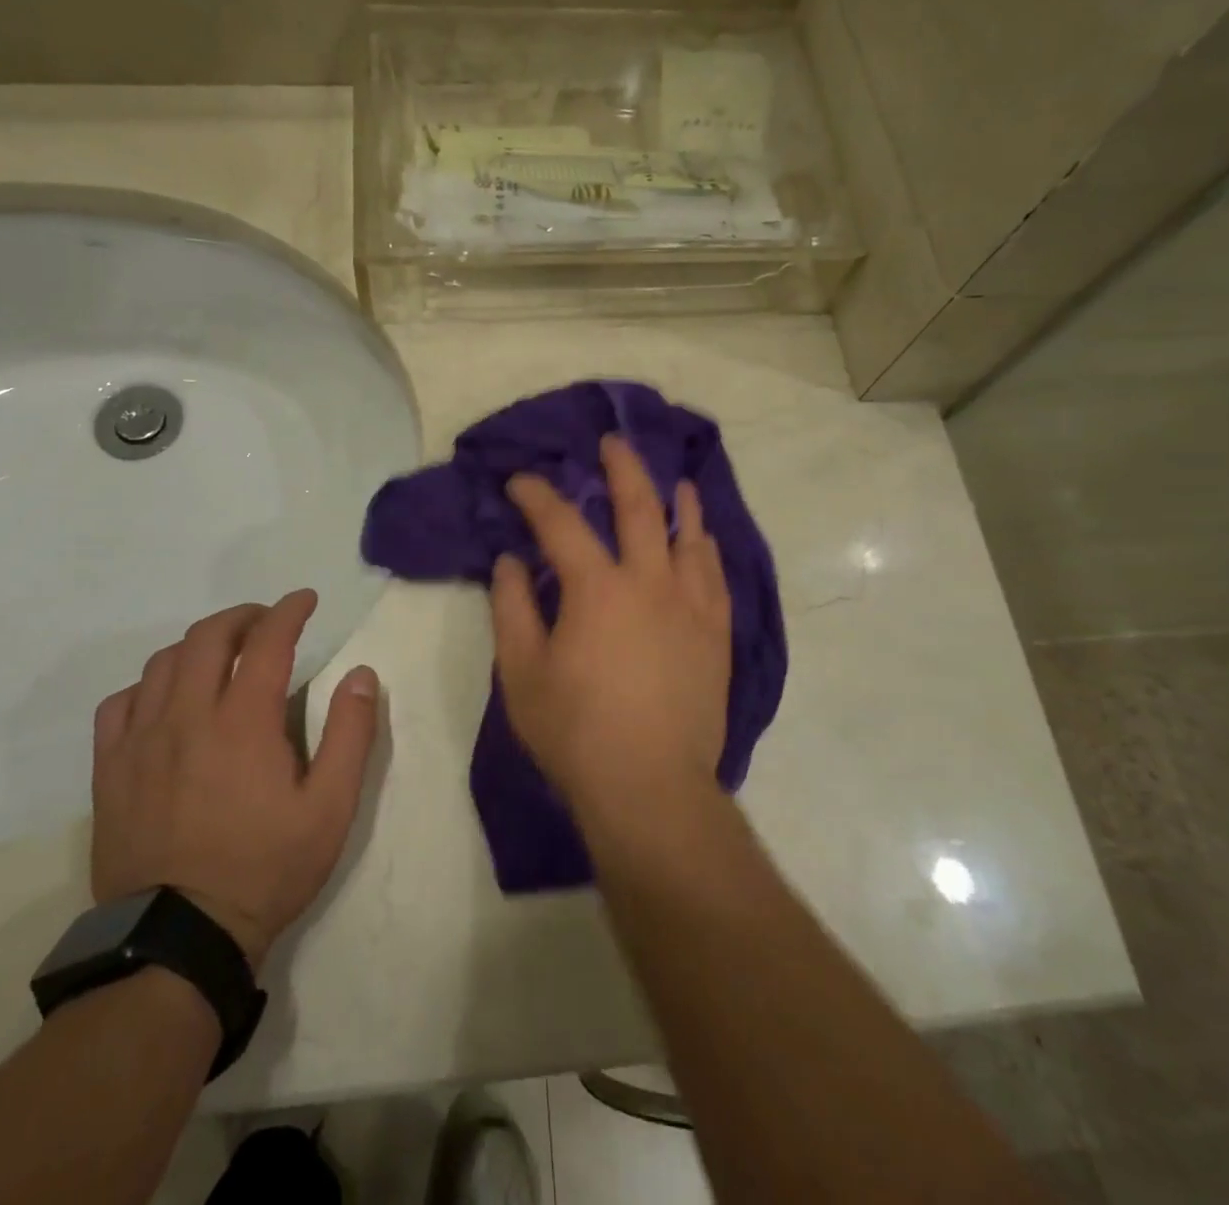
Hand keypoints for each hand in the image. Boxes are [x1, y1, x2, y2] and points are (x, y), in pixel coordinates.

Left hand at [90, 589, 380, 966]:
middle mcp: (188, 716)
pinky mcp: (111, 770)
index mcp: (244, 721)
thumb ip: (351, 735)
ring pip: (163, 662)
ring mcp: (141, 741)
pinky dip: (148, 685)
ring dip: (198, 644)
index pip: (267, 640)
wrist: (178, 939)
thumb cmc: (265, 869)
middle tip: (266, 622)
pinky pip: (120, 703)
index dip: (289, 611)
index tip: (305, 600)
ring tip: (221, 653)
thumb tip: (362, 675)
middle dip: (243, 616)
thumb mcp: (330, 808)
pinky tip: (165, 698)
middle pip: (209, 636)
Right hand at [490, 434, 731, 822]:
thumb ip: (512, 608)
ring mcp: (691, 606)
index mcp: (597, 589)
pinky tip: (703, 540)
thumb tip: (511, 561)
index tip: (520, 481)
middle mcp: (650, 582)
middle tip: (612, 442)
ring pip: (689, 536)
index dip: (537, 495)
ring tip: (674, 481)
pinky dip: (707, 548)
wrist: (650, 787)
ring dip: (677, 502)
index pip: (561, 523)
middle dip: (622, 468)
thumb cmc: (575, 732)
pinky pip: (716, 576)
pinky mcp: (716, 634)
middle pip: (639, 507)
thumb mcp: (522, 672)